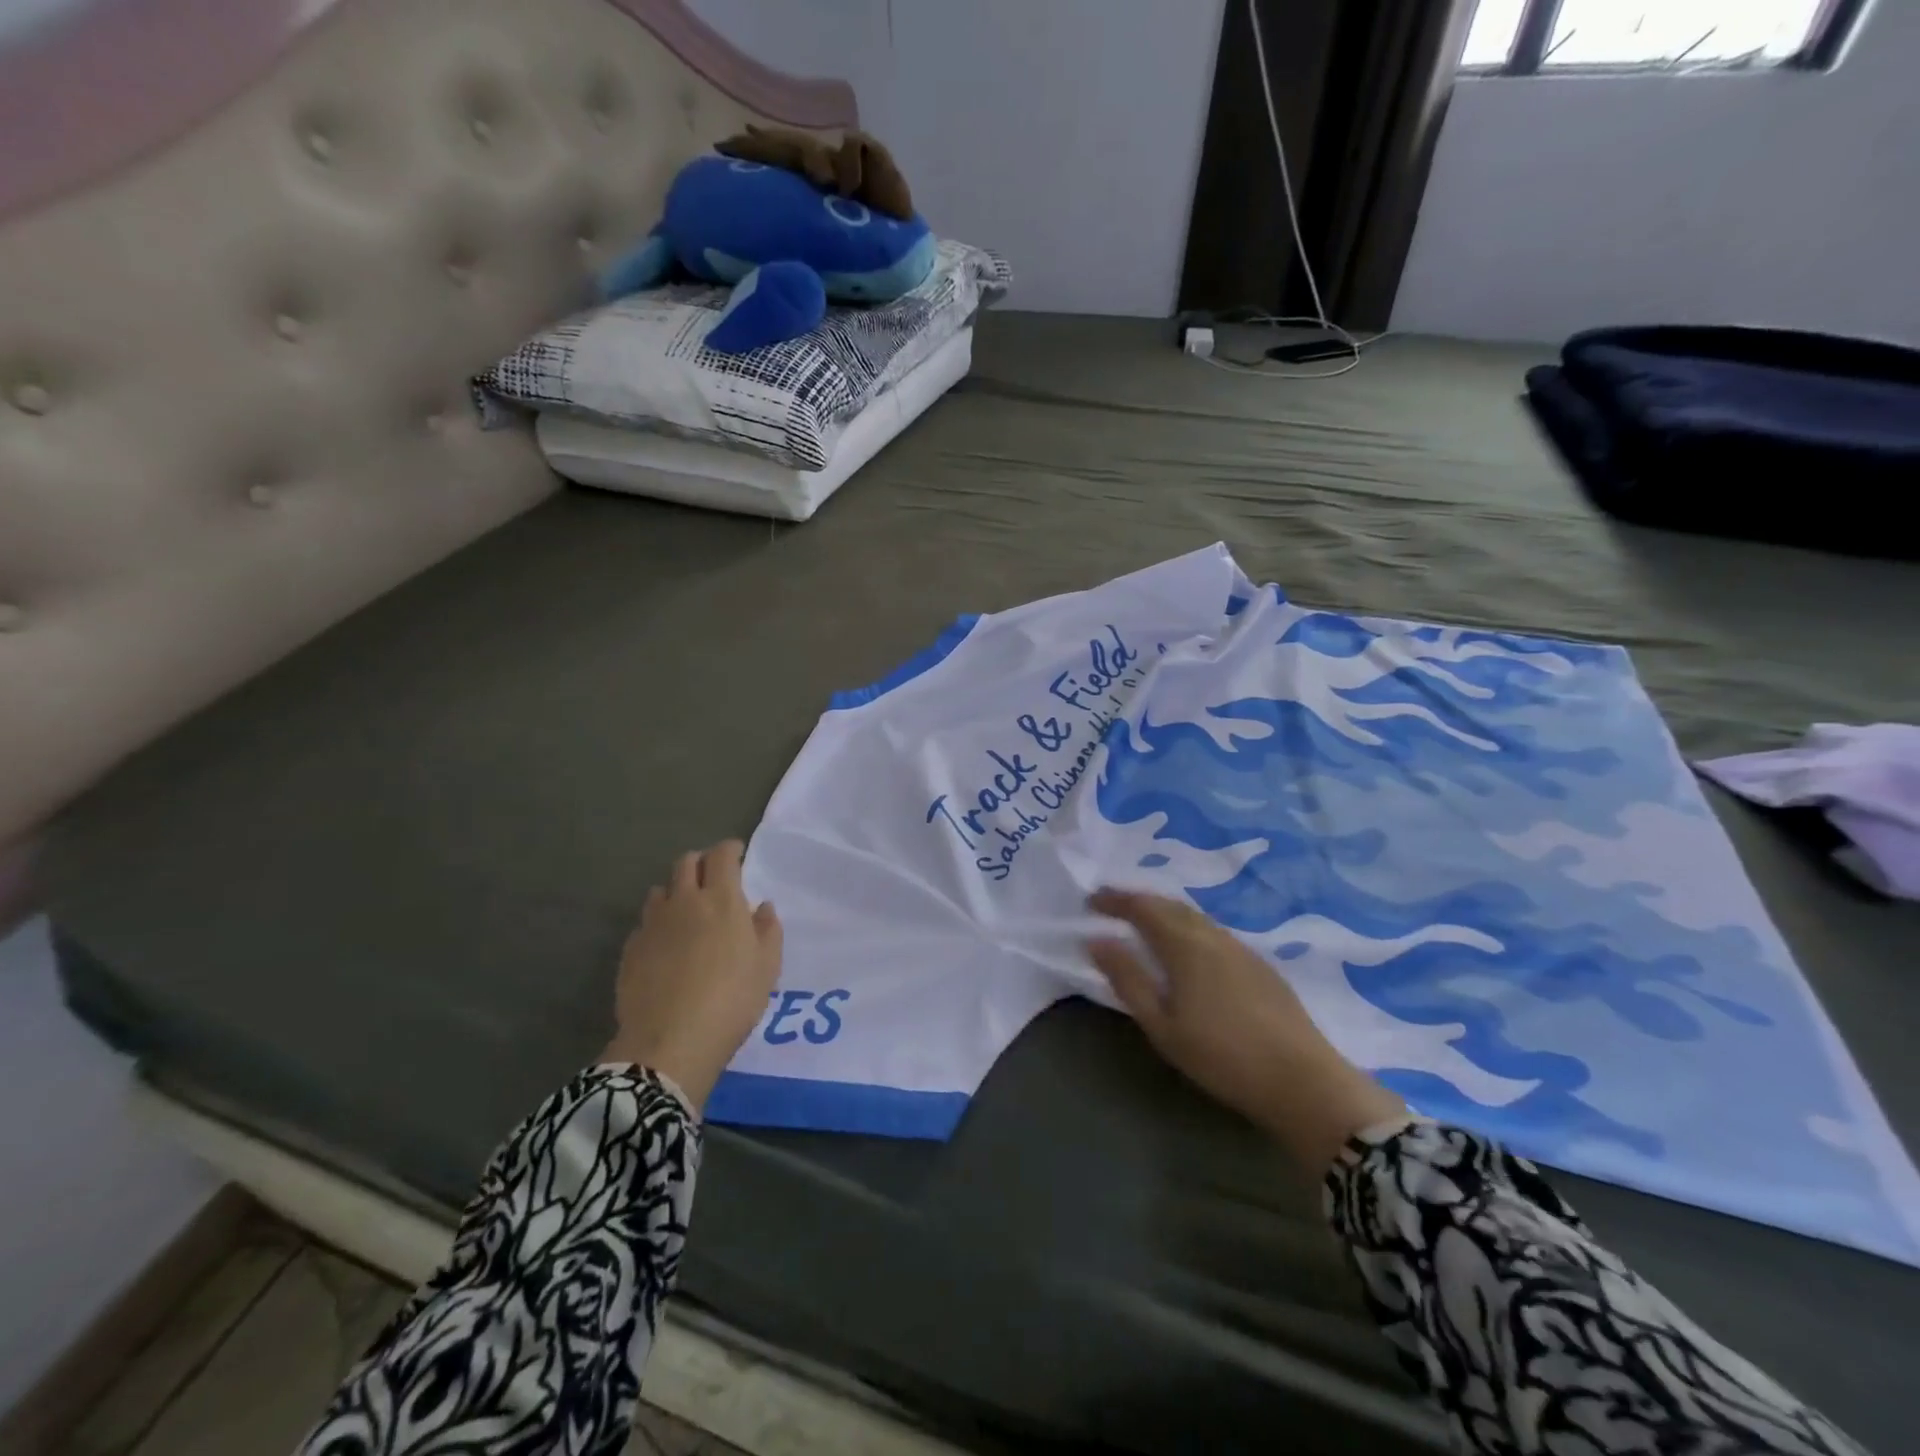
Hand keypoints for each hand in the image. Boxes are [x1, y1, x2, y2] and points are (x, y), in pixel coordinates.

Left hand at [602, 841, 782, 1111]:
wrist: (670, 1043)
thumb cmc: (732, 1001)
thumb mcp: (767, 968)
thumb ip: (768, 930)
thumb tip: (762, 907)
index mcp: (722, 900)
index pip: (722, 856)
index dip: (730, 849)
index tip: (737, 853)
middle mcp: (684, 902)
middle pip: (686, 863)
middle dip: (701, 862)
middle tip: (713, 877)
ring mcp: (653, 924)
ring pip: (661, 890)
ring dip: (676, 891)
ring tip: (686, 910)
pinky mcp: (631, 949)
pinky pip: (645, 922)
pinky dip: (658, 922)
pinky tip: (666, 945)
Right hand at [1087, 888, 1405, 1175]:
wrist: (1303, 1081)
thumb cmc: (1221, 1056)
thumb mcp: (1162, 1025)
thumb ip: (1128, 979)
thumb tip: (1096, 940)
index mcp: (1184, 944)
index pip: (1142, 907)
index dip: (1115, 900)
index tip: (1091, 900)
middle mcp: (1212, 935)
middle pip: (1170, 905)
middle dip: (1139, 901)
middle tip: (1113, 907)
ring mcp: (1241, 948)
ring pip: (1195, 917)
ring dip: (1165, 912)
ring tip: (1146, 924)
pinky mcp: (1260, 964)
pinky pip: (1213, 931)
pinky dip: (1189, 927)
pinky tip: (1189, 948)